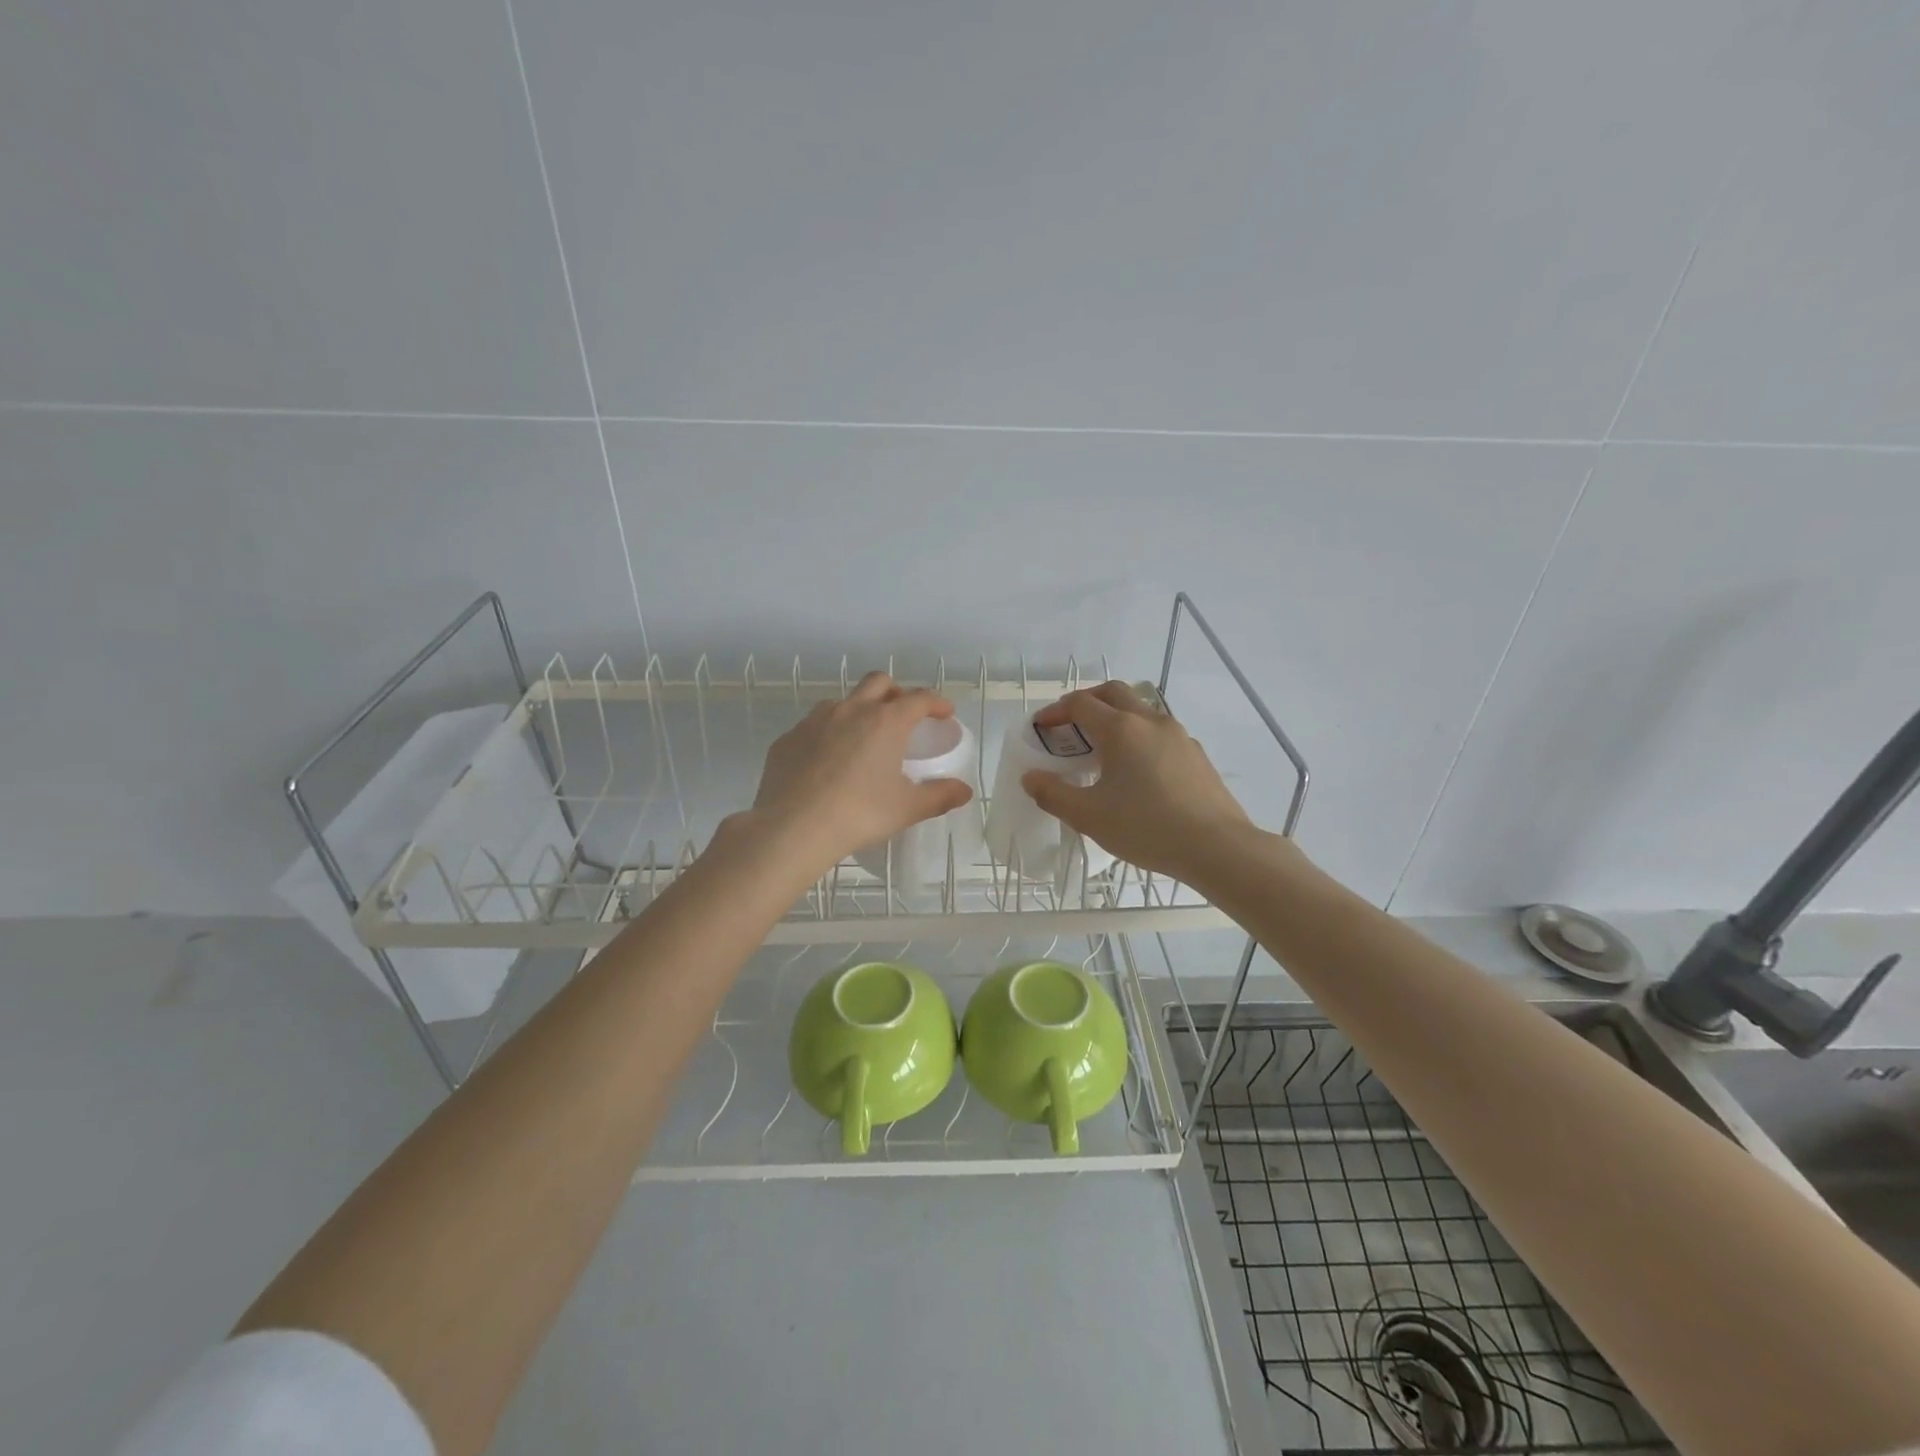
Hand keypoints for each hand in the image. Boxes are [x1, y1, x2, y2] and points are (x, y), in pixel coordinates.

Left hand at [746, 672, 972, 878]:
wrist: (793, 827)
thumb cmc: (859, 814)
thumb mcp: (907, 809)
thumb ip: (939, 796)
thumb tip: (964, 791)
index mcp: (886, 722)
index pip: (919, 698)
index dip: (936, 702)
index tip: (945, 713)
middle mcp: (851, 710)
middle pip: (879, 682)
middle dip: (896, 692)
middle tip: (904, 715)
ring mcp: (814, 721)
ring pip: (843, 701)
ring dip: (859, 710)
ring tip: (863, 738)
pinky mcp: (788, 739)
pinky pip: (813, 726)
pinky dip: (828, 734)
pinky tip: (827, 762)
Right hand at [1022, 681, 1254, 883]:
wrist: (1217, 847)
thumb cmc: (1146, 827)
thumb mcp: (1089, 816)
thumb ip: (1053, 794)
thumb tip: (1031, 777)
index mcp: (1120, 729)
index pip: (1080, 703)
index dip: (1055, 711)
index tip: (1041, 728)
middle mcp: (1150, 721)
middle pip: (1113, 692)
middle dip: (1087, 701)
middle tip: (1070, 725)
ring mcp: (1178, 735)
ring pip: (1140, 710)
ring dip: (1115, 718)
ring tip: (1102, 749)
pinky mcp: (1195, 754)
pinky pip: (1159, 732)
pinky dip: (1138, 737)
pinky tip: (1137, 770)